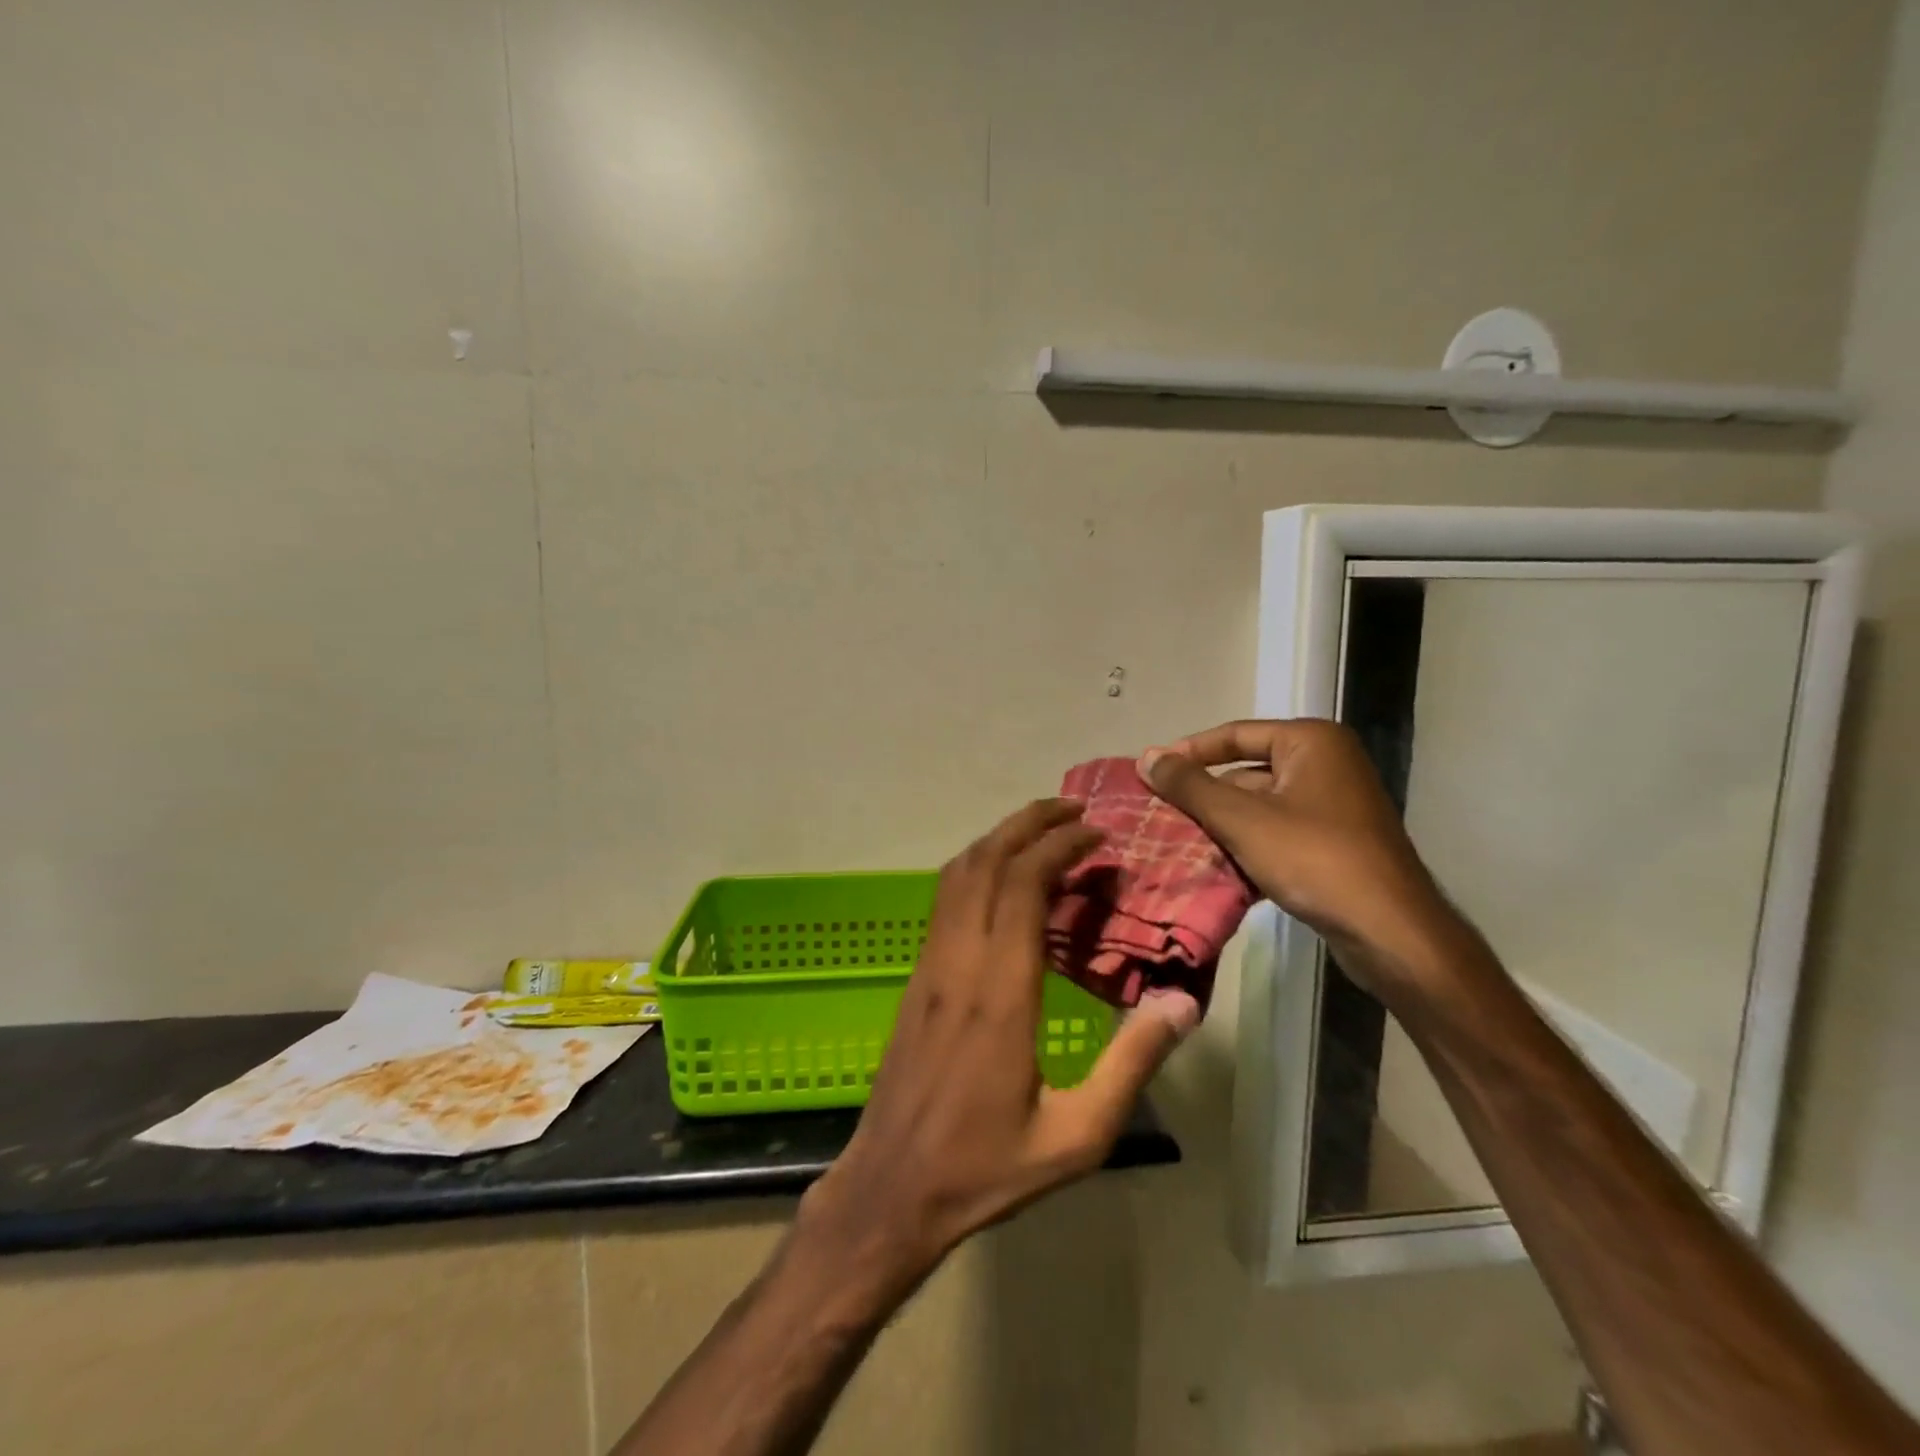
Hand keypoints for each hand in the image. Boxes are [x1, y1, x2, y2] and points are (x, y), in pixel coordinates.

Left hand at [798, 798, 1198, 1297]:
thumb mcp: (1078, 1134)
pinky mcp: (917, 978)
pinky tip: (1001, 880)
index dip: (1059, 846)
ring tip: (1041, 830)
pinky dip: (976, 868)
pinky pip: (944, 900)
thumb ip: (1132, 1064)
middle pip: (985, 861)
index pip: (1023, 885)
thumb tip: (1179, 1002)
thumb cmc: (987, 1166)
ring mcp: (930, 965)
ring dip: (997, 839)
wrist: (892, 1187)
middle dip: (1027, 822)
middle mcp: (959, 961)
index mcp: (1000, 991)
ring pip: (957, 874)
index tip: (1097, 835)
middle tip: (1072, 809)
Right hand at [1139, 719, 1463, 996]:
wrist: (1390, 932)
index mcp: (1311, 742)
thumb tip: (1146, 757)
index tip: (1150, 773)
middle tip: (1161, 815)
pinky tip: (1218, 868)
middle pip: (1246, 771)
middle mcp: (1326, 763)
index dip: (1189, 753)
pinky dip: (1248, 845)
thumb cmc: (1314, 859)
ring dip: (1222, 825)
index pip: (1235, 734)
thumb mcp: (1242, 819)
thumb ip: (1190, 786)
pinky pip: (1278, 831)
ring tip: (1179, 844)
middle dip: (1205, 797)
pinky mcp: (1336, 841)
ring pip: (1259, 806)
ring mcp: (1335, 804)